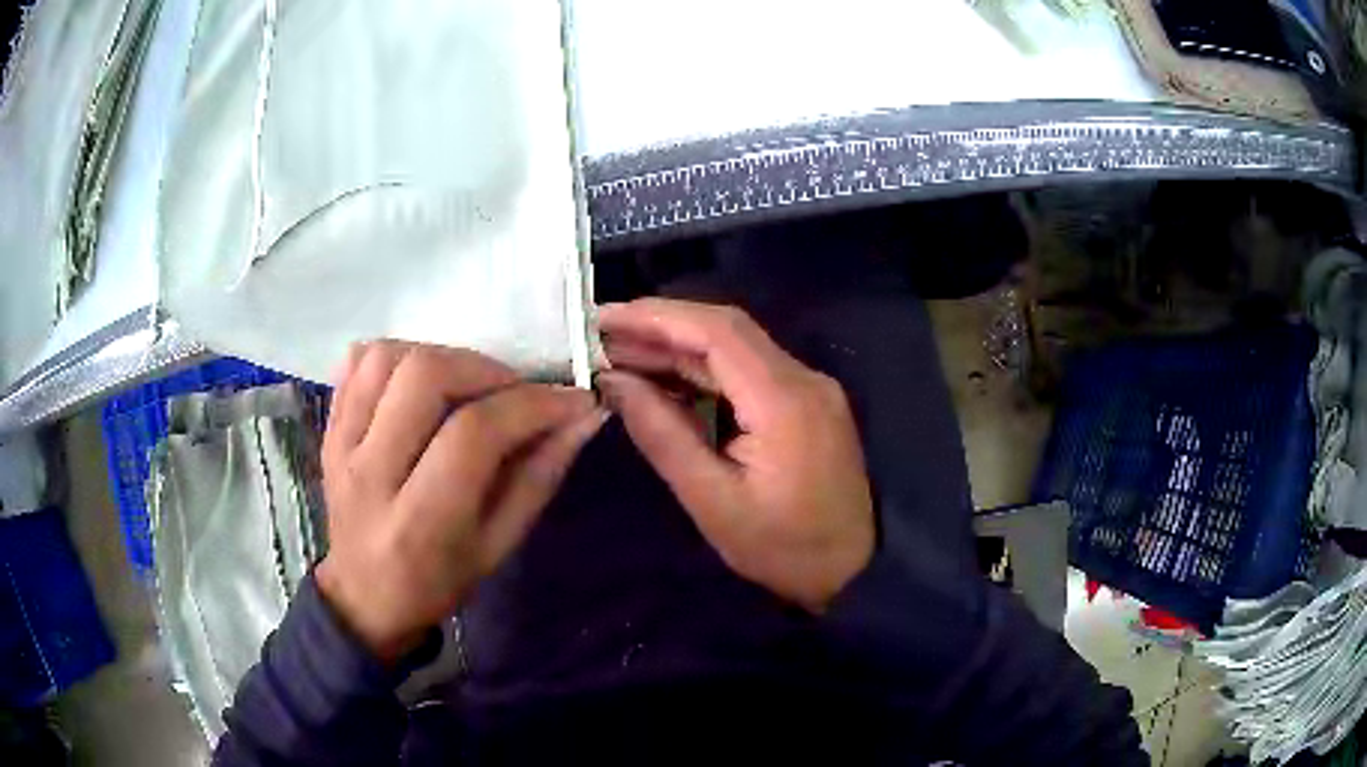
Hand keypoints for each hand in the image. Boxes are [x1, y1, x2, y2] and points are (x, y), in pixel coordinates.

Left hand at [315, 341, 604, 661]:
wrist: (364, 597)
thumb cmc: (438, 582)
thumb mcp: (499, 547)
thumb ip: (539, 478)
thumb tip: (583, 417)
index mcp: (420, 521)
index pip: (474, 433)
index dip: (531, 405)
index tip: (570, 401)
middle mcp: (371, 473)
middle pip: (424, 377)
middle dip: (484, 369)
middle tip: (513, 392)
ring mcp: (342, 446)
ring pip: (388, 358)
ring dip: (440, 356)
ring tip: (467, 385)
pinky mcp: (328, 429)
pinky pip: (358, 363)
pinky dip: (397, 356)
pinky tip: (421, 383)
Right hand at [597, 299, 873, 612]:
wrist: (852, 569)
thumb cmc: (782, 549)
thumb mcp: (713, 502)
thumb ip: (663, 435)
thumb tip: (614, 382)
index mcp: (784, 401)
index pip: (717, 332)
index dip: (657, 316)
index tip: (603, 318)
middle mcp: (803, 378)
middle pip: (726, 330)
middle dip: (661, 326)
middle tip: (600, 335)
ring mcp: (808, 387)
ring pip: (736, 347)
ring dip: (678, 345)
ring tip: (619, 352)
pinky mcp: (805, 400)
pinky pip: (748, 370)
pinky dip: (702, 368)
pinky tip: (664, 376)